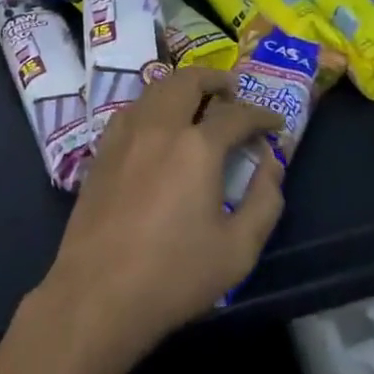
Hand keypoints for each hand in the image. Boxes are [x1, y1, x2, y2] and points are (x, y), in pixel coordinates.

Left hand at [36, 69, 285, 361]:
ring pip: (157, 88)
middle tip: (232, 91)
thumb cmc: (174, 276)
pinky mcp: (103, 149)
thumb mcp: (238, 250)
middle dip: (215, 79)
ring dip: (182, 86)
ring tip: (197, 101)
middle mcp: (161, 126)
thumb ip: (264, 201)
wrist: (98, 294)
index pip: (237, 114)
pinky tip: (158, 124)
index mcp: (197, 146)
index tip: (275, 123)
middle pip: (189, 80)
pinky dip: (153, 103)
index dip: (261, 115)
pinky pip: (133, 108)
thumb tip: (271, 163)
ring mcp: (127, 133)